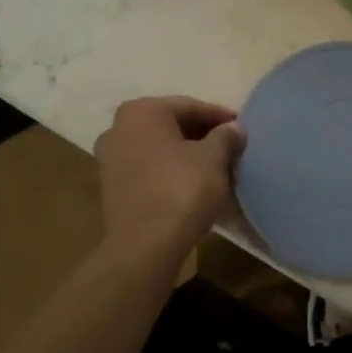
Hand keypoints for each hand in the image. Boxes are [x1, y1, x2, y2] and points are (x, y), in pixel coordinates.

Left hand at [95, 96, 243, 262]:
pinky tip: (193, 184)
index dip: (220, 117)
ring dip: (186, 154)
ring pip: (159, 148)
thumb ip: (225, 136)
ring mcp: (110, 158)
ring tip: (215, 167)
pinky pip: (148, 168)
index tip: (242, 128)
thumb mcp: (214, 158)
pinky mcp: (111, 186)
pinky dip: (170, 170)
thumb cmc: (182, 190)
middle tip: (230, 147)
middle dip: (202, 135)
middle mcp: (119, 127)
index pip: (190, 106)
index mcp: (142, 111)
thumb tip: (234, 128)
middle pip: (171, 125)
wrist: (145, 246)